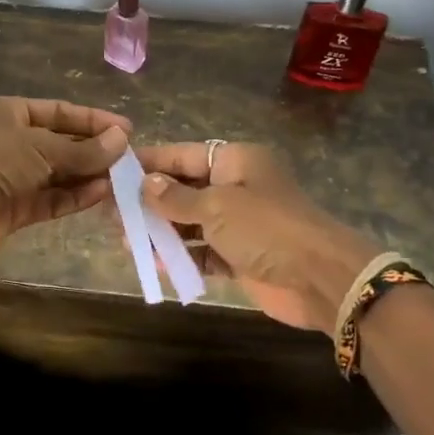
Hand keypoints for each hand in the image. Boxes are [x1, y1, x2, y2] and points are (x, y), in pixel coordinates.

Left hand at [0, 97, 131, 241]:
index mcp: (10, 113)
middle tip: (129, 157)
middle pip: (61, 143)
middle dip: (94, 150)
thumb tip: (122, 140)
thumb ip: (84, 148)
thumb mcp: (42, 147)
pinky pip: (51, 198)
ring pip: (59, 173)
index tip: (126, 129)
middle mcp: (12, 142)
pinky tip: (102, 193)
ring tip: (122, 178)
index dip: (94, 120)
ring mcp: (14, 176)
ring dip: (88, 175)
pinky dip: (75, 196)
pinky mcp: (16, 207)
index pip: (60, 112)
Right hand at [137, 143, 380, 334]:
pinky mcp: (241, 257)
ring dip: (162, 231)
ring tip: (125, 238)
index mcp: (236, 162)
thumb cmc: (266, 228)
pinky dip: (182, 257)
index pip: (185, 155)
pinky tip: (154, 263)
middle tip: (113, 211)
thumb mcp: (216, 207)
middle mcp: (237, 187)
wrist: (320, 279)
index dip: (152, 162)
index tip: (117, 170)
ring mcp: (239, 224)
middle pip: (185, 189)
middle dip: (151, 201)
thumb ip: (176, 198)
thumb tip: (146, 184)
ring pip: (191, 223)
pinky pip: (203, 252)